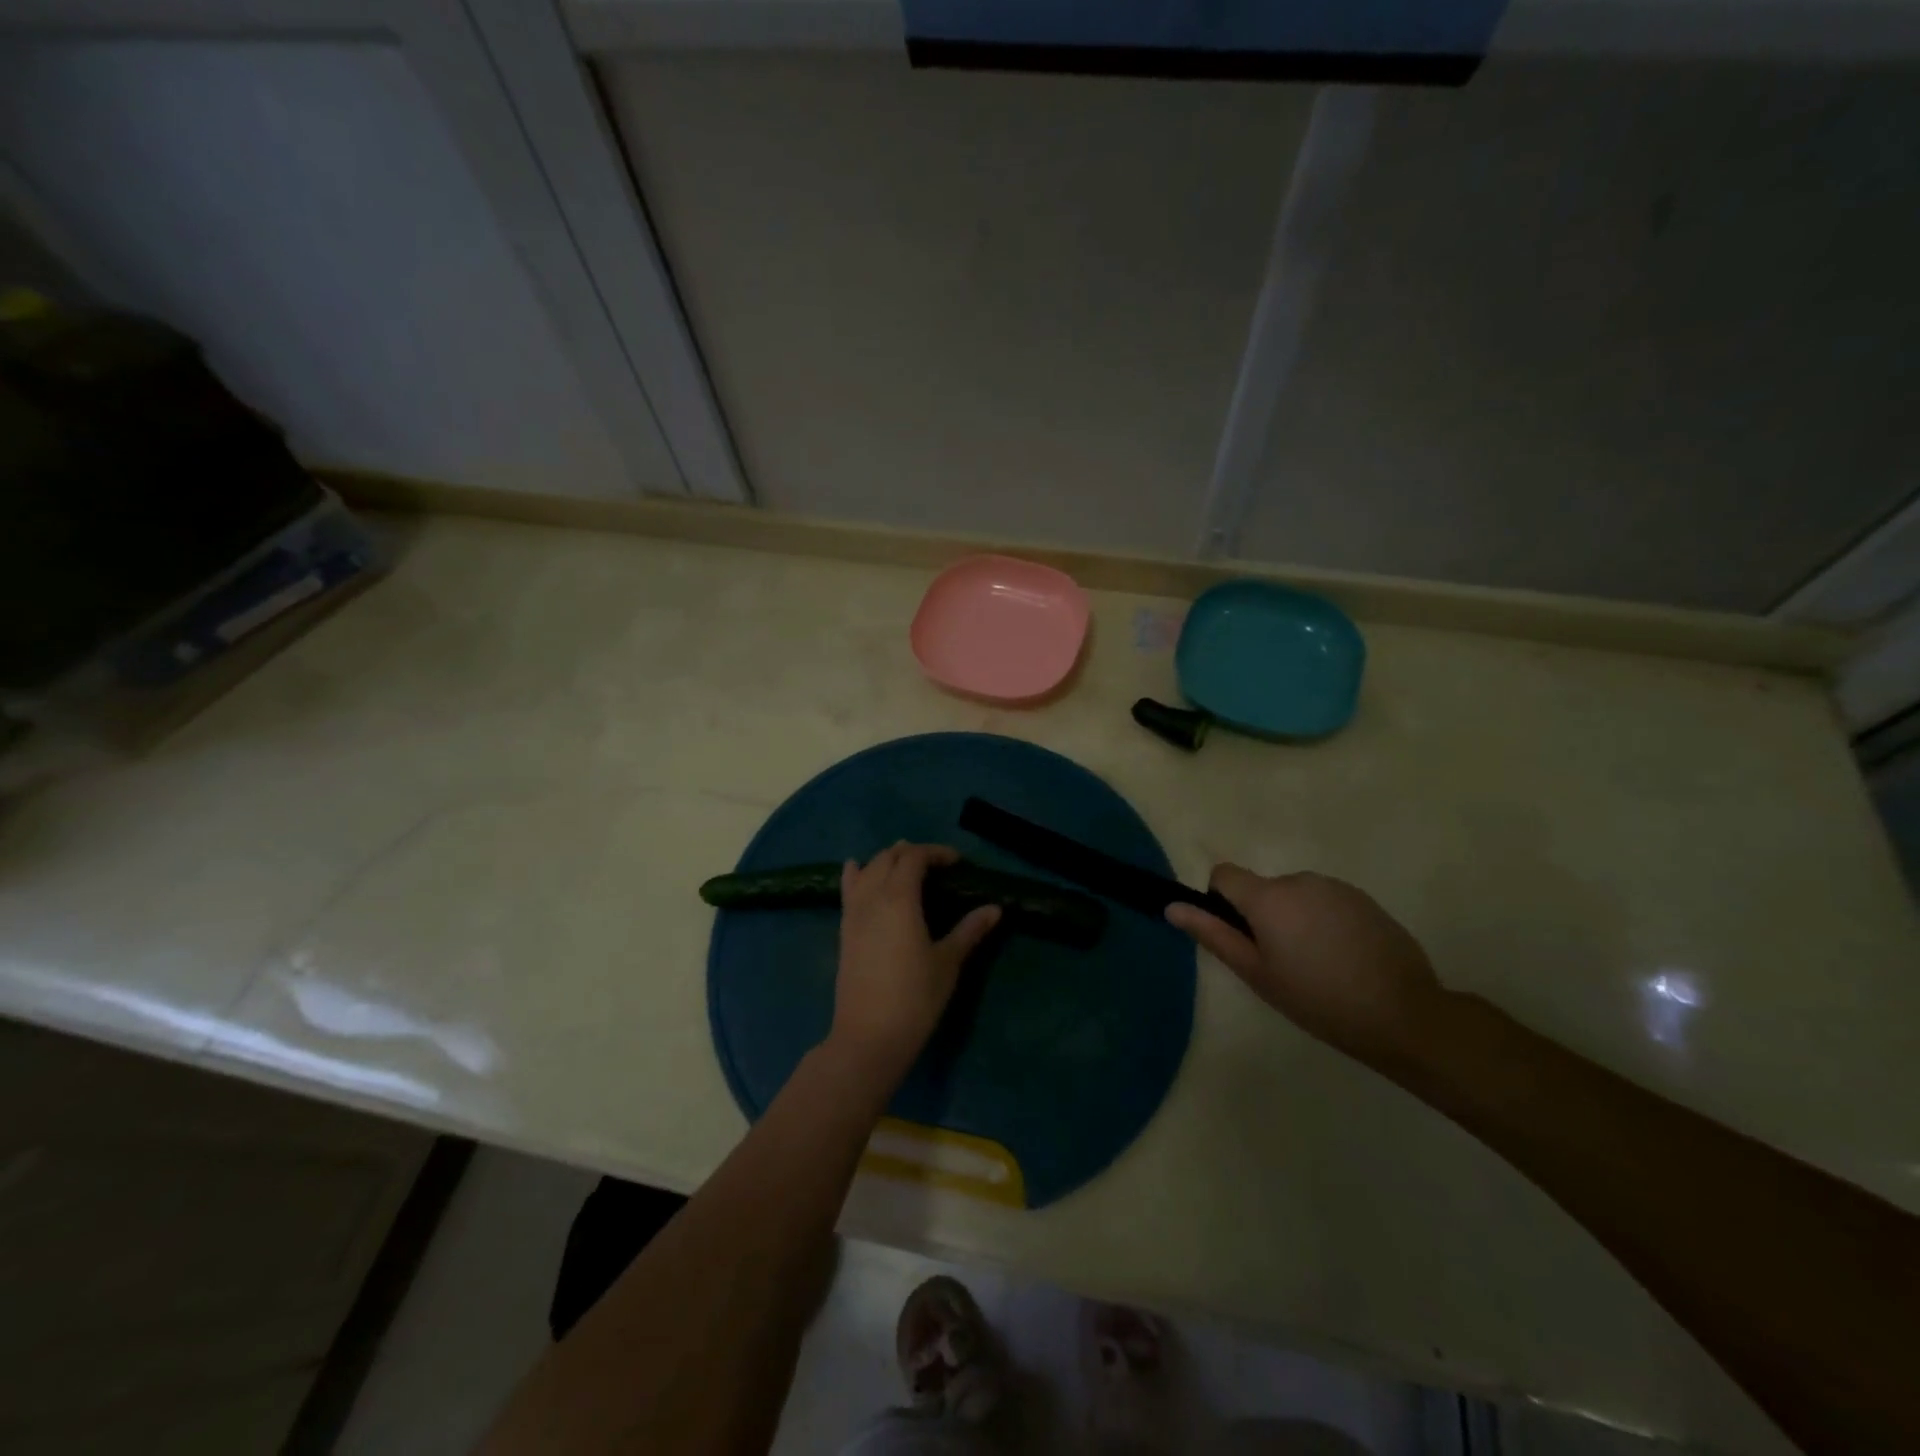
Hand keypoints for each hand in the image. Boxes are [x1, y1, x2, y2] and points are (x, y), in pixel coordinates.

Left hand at [829, 843, 1000, 1082]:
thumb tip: (995, 908)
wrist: (869, 1036)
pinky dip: (857, 874)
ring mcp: (853, 913)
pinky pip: (848, 890)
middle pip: (888, 858)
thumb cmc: (915, 997)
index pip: (914, 858)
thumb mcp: (948, 962)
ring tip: (904, 863)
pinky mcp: (844, 931)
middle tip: (936, 865)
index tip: (957, 862)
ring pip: (867, 870)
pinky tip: (856, 869)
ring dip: (886, 860)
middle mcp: (872, 897)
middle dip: (911, 853)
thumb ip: (969, 930)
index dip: (936, 853)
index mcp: (899, 897)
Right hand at [1165, 866, 1443, 1068]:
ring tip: (1318, 965)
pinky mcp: (1364, 900)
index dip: (1222, 901)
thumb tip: (1172, 907)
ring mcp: (1336, 887)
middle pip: (1262, 888)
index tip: (1240, 937)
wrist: (1404, 1014)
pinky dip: (1325, 923)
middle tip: (1281, 964)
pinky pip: (1327, 903)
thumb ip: (1213, 934)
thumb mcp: (1257, 974)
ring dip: (1295, 919)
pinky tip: (1344, 960)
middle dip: (1263, 916)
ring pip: (1296, 896)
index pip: (1224, 874)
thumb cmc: (1317, 999)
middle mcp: (1299, 880)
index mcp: (1268, 897)